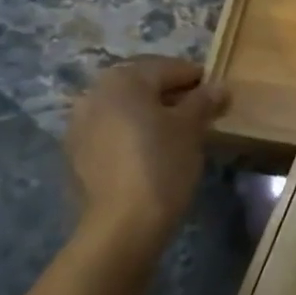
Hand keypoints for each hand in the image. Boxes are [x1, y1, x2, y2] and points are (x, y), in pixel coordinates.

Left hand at [65, 57, 228, 247]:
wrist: (122, 226)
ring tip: (176, 134)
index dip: (197, 79)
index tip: (217, 95)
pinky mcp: (76, 153)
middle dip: (171, 95)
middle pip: (143, 85)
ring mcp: (80, 123)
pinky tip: (150, 152)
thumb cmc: (162, 164)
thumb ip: (204, 101)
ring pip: (125, 108)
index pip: (169, 68)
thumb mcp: (191, 128)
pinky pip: (111, 131)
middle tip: (199, 114)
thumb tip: (219, 87)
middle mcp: (95, 92)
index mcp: (124, 78)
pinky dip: (131, 133)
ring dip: (150, 114)